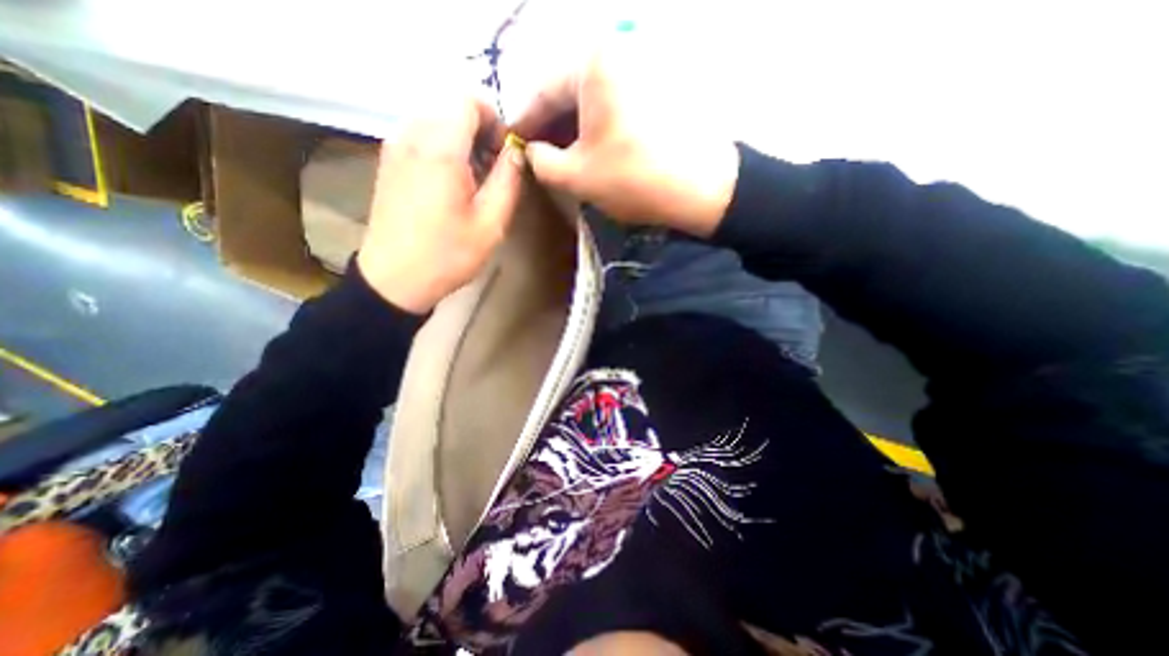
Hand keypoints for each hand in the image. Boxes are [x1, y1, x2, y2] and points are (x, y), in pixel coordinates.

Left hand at [354, 94, 523, 313]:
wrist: (395, 279)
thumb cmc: (449, 254)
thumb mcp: (492, 223)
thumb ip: (509, 180)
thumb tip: (516, 153)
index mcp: (440, 148)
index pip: (469, 102)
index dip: (495, 122)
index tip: (506, 155)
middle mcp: (412, 136)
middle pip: (452, 110)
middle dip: (480, 134)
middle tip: (494, 173)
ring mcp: (394, 147)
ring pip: (437, 123)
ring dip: (462, 144)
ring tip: (474, 183)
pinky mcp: (388, 162)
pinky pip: (421, 138)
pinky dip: (443, 151)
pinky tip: (451, 186)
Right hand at [513, 31, 738, 238]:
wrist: (703, 188)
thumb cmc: (633, 178)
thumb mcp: (576, 176)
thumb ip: (540, 161)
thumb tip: (532, 151)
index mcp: (592, 62)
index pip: (542, 91)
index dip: (524, 123)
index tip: (511, 145)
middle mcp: (618, 51)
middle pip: (568, 91)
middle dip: (549, 126)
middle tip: (537, 155)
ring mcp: (642, 68)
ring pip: (591, 98)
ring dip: (572, 128)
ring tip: (562, 157)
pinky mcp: (656, 89)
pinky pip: (614, 104)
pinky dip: (596, 126)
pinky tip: (590, 149)